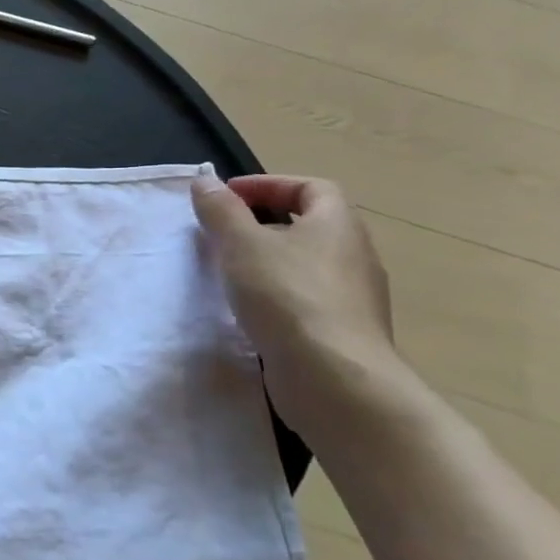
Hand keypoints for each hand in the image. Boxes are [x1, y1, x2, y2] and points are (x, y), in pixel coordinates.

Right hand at [191, 171, 397, 437]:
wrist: (335, 378)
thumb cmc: (287, 296)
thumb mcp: (241, 244)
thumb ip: (220, 210)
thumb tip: (205, 181)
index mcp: (337, 225)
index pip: (312, 188)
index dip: (269, 185)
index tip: (227, 196)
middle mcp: (354, 256)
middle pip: (310, 225)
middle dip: (264, 222)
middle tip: (221, 232)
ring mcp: (353, 297)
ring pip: (307, 263)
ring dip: (268, 259)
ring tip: (228, 271)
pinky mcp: (342, 331)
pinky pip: (306, 297)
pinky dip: (277, 293)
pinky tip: (249, 310)